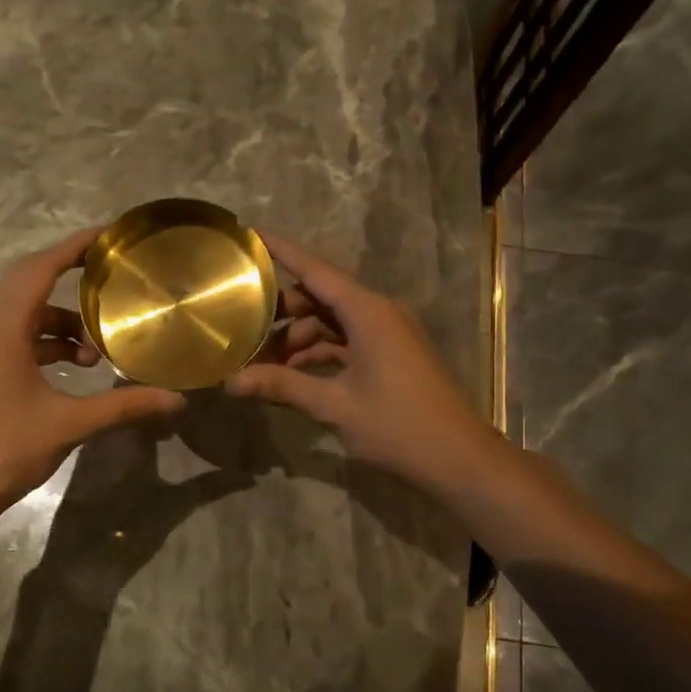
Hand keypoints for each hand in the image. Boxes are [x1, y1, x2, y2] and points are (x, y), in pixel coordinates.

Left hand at [0, 230, 184, 532]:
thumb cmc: (3, 449)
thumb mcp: (69, 424)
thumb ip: (123, 405)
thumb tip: (176, 400)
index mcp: (1, 326)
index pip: (40, 268)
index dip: (74, 247)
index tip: (108, 236)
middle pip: (29, 282)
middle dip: (70, 276)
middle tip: (111, 278)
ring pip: (23, 314)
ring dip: (61, 322)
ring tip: (97, 352)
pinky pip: (14, 336)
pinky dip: (45, 342)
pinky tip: (73, 369)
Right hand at [227, 231, 496, 491]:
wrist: (460, 459)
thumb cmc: (399, 426)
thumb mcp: (335, 406)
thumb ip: (282, 386)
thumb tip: (230, 382)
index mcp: (368, 311)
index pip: (315, 269)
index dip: (281, 250)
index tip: (250, 232)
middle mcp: (378, 311)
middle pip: (320, 295)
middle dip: (282, 310)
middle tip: (242, 325)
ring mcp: (387, 332)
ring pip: (332, 320)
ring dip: (299, 337)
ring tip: (261, 361)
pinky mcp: (391, 352)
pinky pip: (346, 339)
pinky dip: (320, 351)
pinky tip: (292, 373)